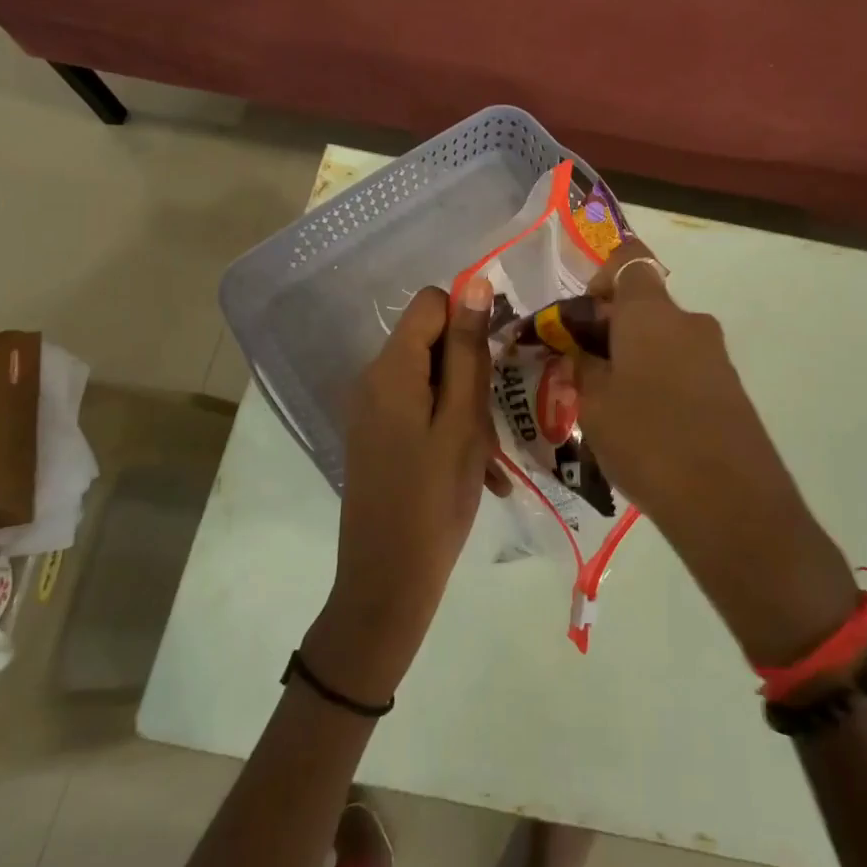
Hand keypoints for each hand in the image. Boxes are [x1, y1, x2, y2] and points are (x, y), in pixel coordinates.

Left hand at [305, 276, 496, 702]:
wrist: (386, 582)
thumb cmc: (434, 499)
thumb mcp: (463, 421)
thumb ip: (468, 351)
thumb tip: (472, 283)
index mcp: (391, 369)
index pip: (431, 303)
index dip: (468, 319)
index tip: (496, 361)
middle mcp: (372, 379)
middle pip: (430, 342)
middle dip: (469, 368)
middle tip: (495, 416)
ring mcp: (370, 411)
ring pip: (430, 379)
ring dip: (465, 404)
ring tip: (489, 452)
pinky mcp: (376, 437)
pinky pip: (419, 409)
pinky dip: (448, 426)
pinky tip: (475, 467)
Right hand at [571, 244, 857, 665]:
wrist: (730, 502)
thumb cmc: (648, 440)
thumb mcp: (594, 404)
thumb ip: (583, 367)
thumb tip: (583, 352)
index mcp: (651, 313)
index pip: (629, 260)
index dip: (601, 276)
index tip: (582, 317)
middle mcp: (689, 322)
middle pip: (644, 305)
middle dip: (609, 329)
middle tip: (581, 371)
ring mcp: (715, 356)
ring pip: (663, 340)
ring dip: (633, 358)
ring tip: (609, 407)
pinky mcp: (730, 388)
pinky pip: (684, 368)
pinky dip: (659, 381)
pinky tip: (644, 427)